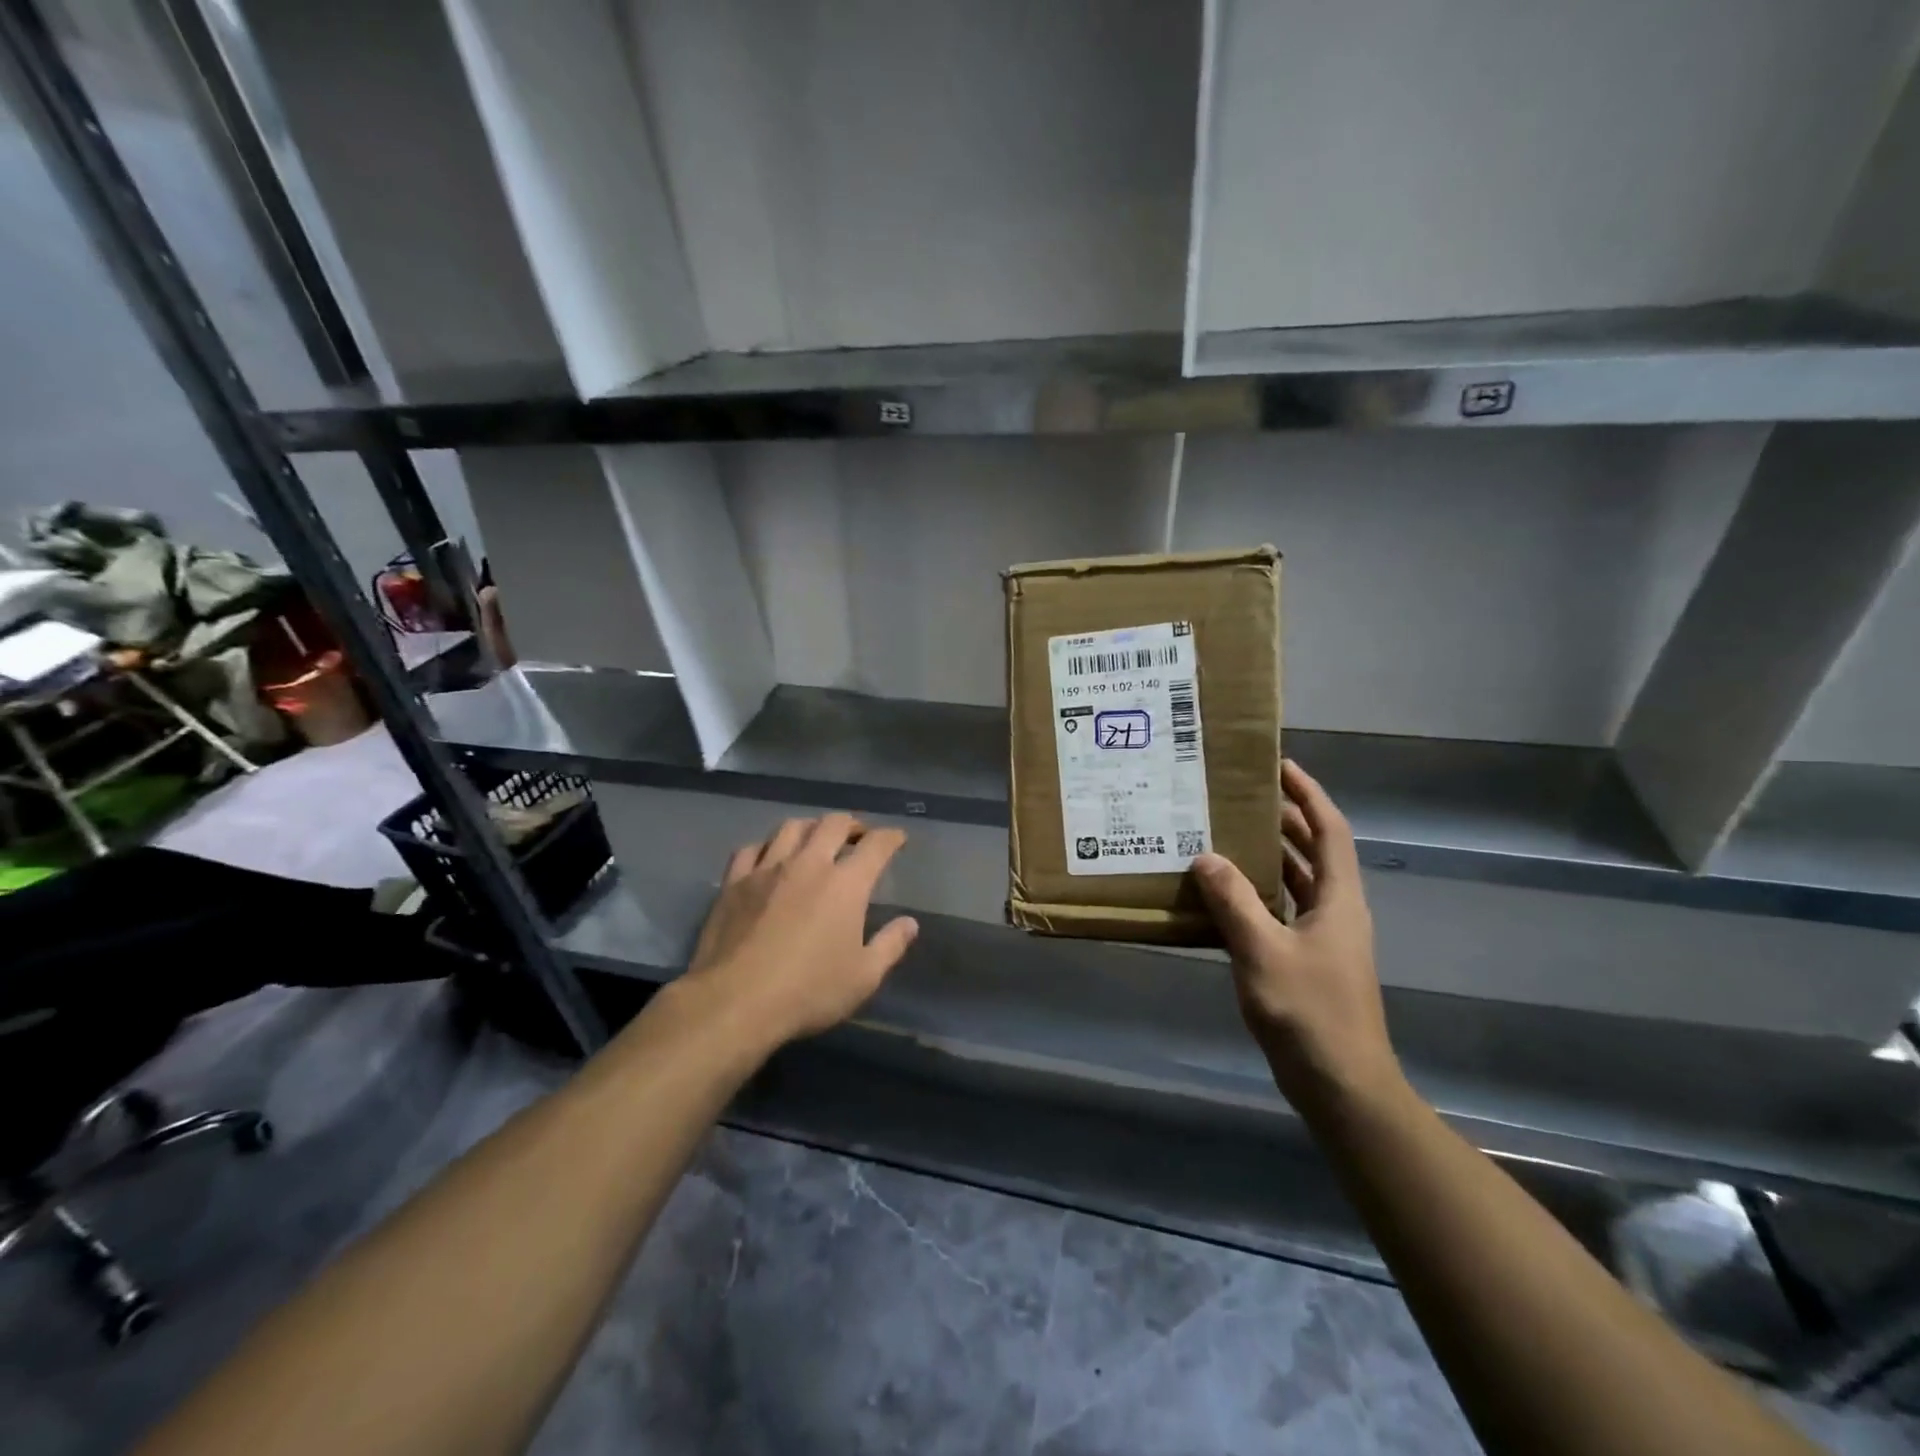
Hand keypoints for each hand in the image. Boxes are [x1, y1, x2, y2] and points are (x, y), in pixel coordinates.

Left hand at [683, 814, 918, 1045]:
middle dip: (852, 824)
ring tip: (815, 839)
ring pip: (791, 827)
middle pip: (833, 824)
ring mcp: (767, 869)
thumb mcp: (863, 977)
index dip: (891, 837)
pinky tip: (769, 857)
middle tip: (858, 836)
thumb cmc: (808, 991)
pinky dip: (766, 846)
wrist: (735, 1002)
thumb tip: (910, 923)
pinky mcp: (734, 882)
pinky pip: (751, 848)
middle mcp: (809, 864)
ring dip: (811, 827)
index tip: (897, 838)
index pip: (876, 845)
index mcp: (846, 884)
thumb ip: (890, 945)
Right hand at [1191, 761, 1401, 1116]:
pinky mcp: (1307, 961)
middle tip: (1240, 797)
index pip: (1329, 830)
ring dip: (1269, 856)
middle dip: (1284, 820)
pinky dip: (1258, 894)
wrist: (1341, 1085)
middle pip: (1314, 851)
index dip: (1308, 795)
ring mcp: (1323, 938)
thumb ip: (1234, 902)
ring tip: (1226, 834)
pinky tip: (1224, 895)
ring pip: (1297, 882)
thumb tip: (1206, 858)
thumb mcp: (1262, 951)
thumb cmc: (1309, 1012)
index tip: (1280, 766)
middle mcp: (1336, 911)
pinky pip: (1282, 911)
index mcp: (1338, 899)